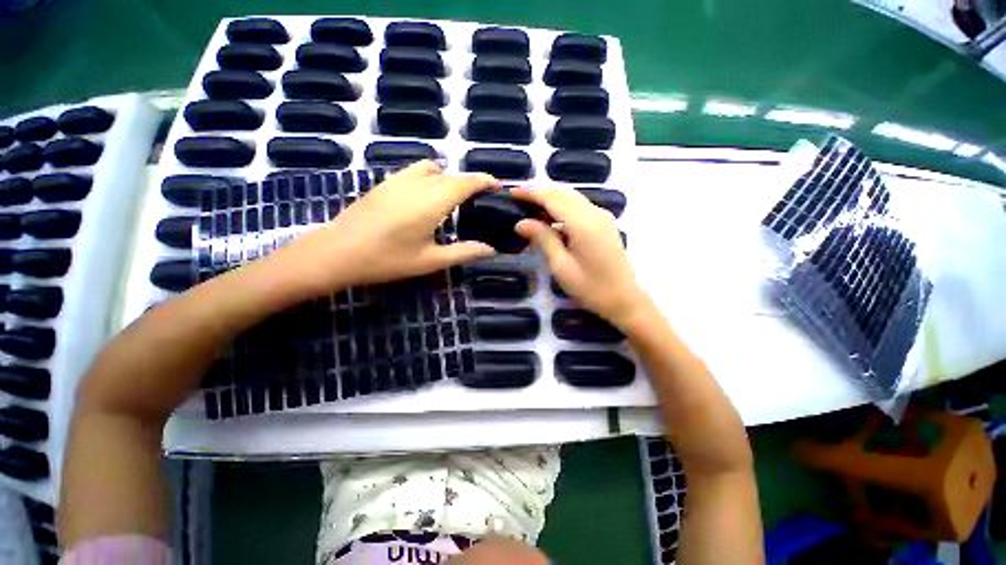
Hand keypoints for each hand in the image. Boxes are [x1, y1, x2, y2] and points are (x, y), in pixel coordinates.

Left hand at [269, 161, 496, 296]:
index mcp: (433, 201)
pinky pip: (414, 171)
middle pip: (452, 174)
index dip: (486, 181)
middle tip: (479, 203)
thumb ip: (464, 252)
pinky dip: (429, 177)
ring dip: (448, 177)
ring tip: (452, 199)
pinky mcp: (384, 183)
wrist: (337, 252)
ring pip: (431, 167)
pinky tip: (425, 199)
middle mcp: (418, 183)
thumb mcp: (430, 260)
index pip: (467, 182)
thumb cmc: (387, 259)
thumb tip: (490, 249)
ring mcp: (398, 179)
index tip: (498, 189)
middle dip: (470, 183)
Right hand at [511, 186, 650, 330]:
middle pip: (563, 194)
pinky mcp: (605, 224)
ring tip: (531, 210)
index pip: (552, 199)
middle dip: (540, 194)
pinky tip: (552, 219)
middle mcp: (594, 213)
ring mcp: (602, 217)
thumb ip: (543, 239)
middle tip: (519, 201)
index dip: (531, 194)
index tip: (512, 194)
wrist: (624, 299)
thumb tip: (521, 222)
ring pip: (572, 198)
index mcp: (582, 223)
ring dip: (551, 200)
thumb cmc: (590, 287)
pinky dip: (563, 208)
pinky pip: (580, 207)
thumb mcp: (561, 265)